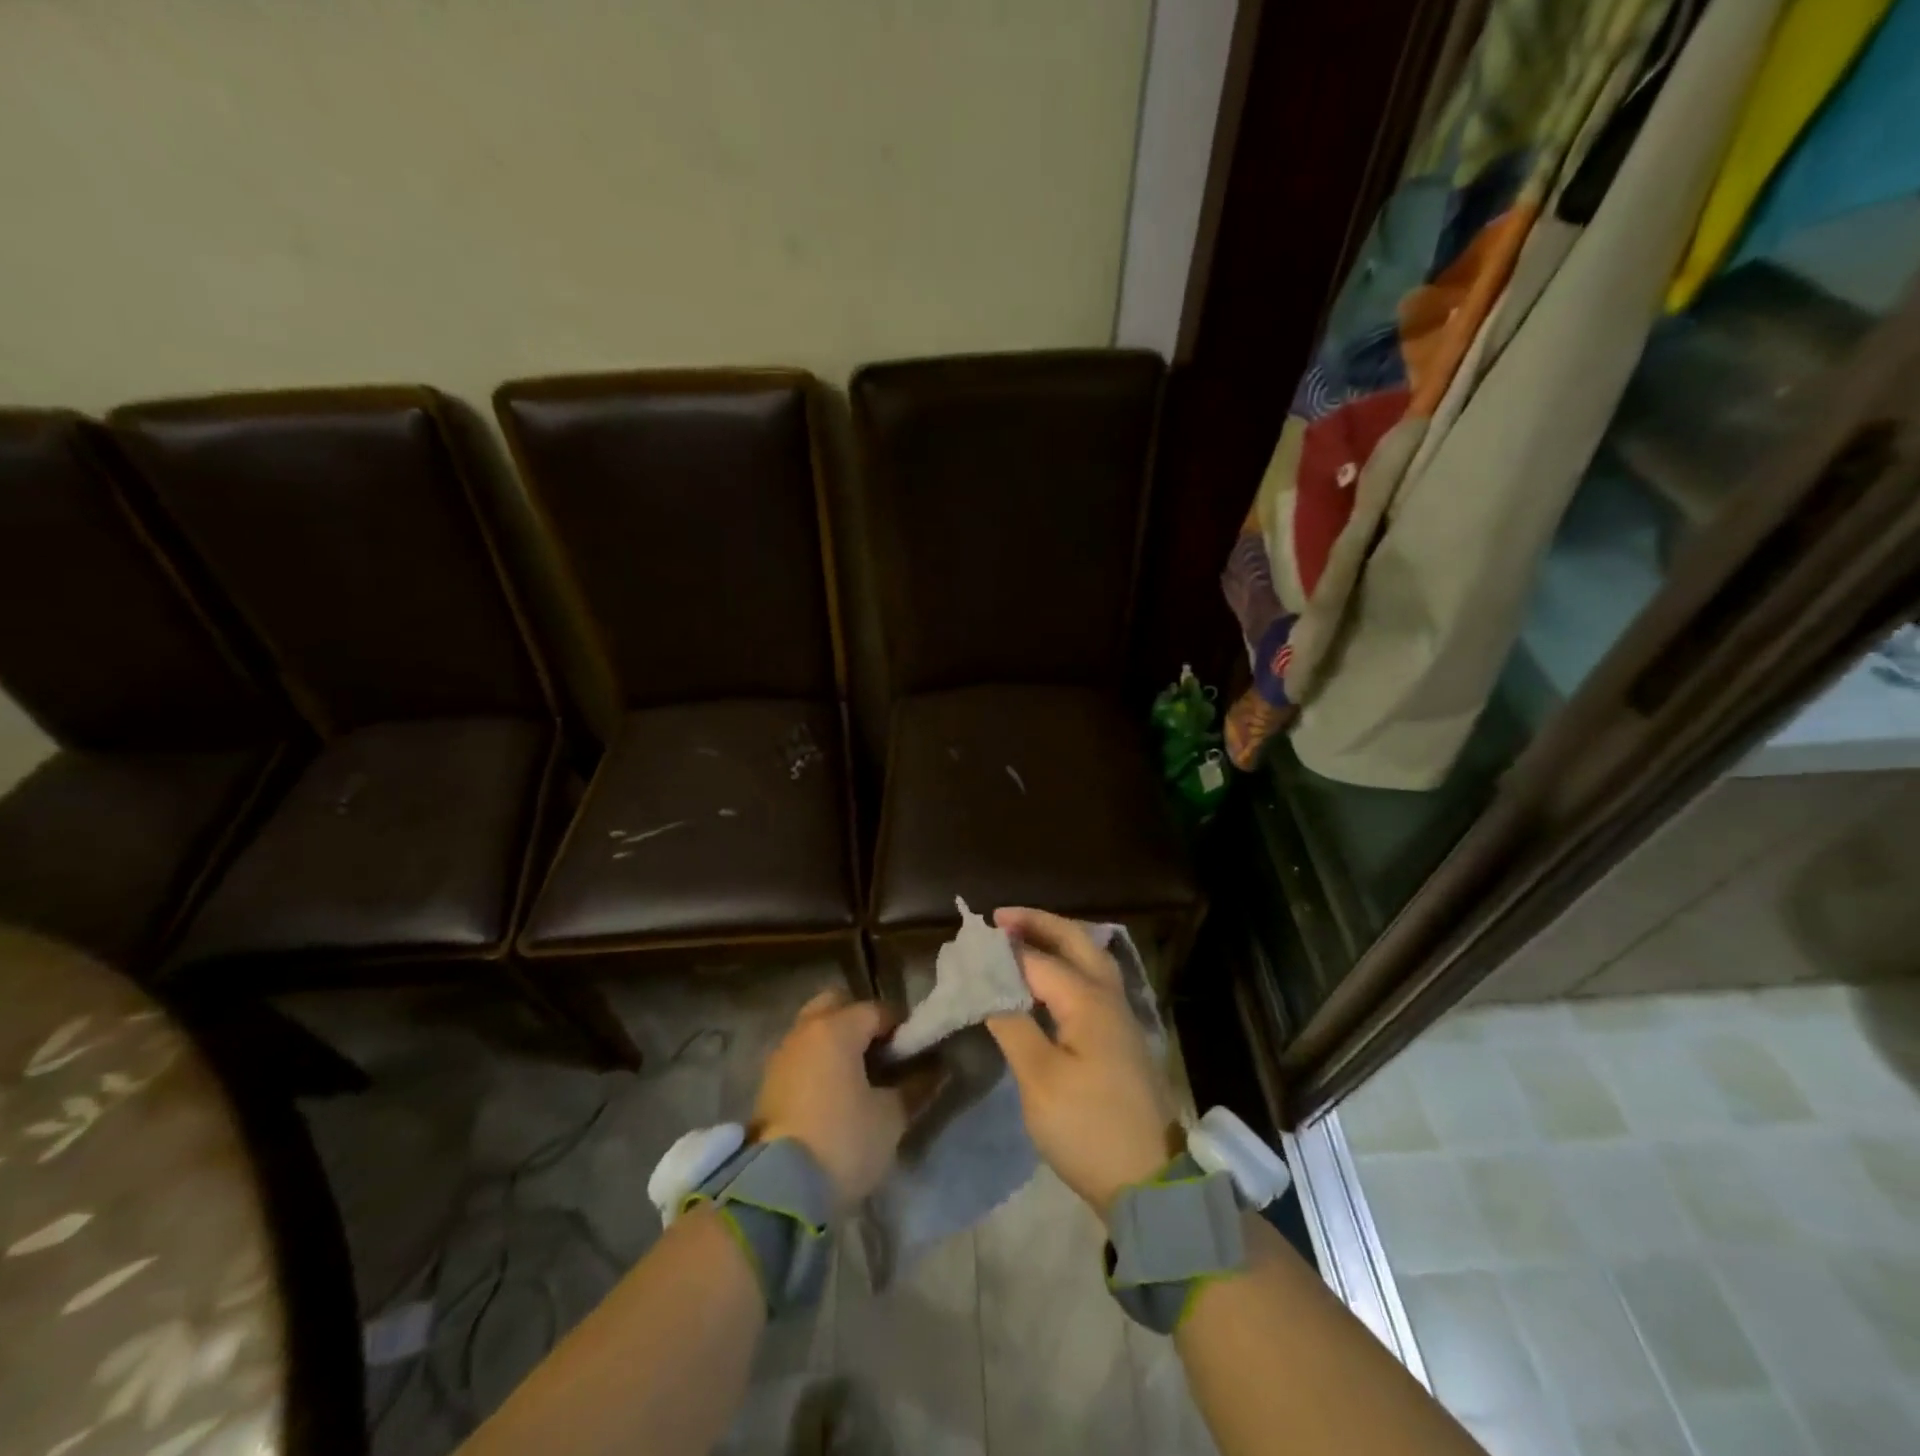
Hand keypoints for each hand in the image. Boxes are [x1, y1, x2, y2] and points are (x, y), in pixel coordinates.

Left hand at [753, 988, 906, 1210]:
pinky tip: (835, 1094)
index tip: (916, 1052)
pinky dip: (818, 1063)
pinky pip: (801, 1056)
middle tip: (882, 1054)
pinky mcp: (768, 1084)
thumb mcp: (891, 1117)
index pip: (877, 1010)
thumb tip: (937, 1069)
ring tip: (860, 1078)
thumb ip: (915, 1086)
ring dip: (836, 1043)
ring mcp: (782, 1056)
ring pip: (814, 1030)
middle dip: (861, 1021)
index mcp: (837, 1028)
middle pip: (837, 1006)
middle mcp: (805, 1031)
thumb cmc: (844, 1141)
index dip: (901, 1028)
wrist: (779, 1191)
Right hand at [984, 907, 1177, 1219]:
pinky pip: (1092, 981)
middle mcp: (1108, 996)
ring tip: (1021, 937)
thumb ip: (1013, 1025)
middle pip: (1075, 941)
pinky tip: (1048, 980)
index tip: (969, 939)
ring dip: (1057, 940)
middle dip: (1038, 923)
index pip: (1038, 959)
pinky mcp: (1120, 1037)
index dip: (1003, 948)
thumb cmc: (1089, 1128)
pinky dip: (1067, 965)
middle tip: (1000, 918)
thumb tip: (989, 986)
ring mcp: (1119, 1016)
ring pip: (1089, 958)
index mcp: (1088, 1000)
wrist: (1150, 1181)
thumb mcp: (1040, 1080)